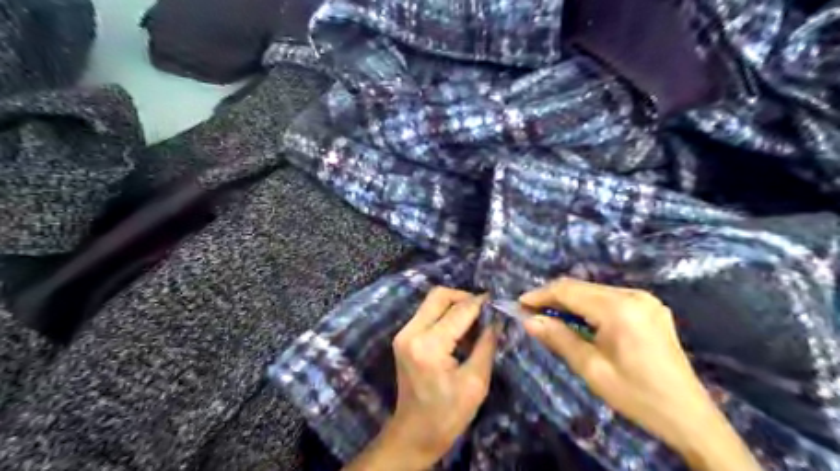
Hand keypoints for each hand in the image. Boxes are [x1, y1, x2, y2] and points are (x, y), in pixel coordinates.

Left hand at [342, 287, 493, 470]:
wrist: (414, 434)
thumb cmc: (448, 414)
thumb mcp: (476, 381)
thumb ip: (486, 344)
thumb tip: (497, 319)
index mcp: (429, 345)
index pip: (459, 311)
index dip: (480, 303)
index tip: (497, 301)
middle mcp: (411, 332)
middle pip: (439, 295)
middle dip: (464, 297)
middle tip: (484, 310)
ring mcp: (404, 333)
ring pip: (432, 302)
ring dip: (455, 306)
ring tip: (475, 322)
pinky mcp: (403, 337)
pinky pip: (427, 314)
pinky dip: (445, 315)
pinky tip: (460, 331)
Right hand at [519, 279, 762, 470]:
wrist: (688, 416)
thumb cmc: (636, 395)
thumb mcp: (591, 369)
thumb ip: (558, 338)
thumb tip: (528, 320)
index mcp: (619, 309)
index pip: (568, 290)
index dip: (541, 295)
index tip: (519, 305)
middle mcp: (633, 295)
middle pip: (581, 287)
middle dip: (553, 298)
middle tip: (532, 314)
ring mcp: (645, 300)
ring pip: (594, 291)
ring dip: (570, 302)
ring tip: (552, 319)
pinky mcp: (650, 307)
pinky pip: (610, 299)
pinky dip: (589, 307)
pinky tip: (581, 323)